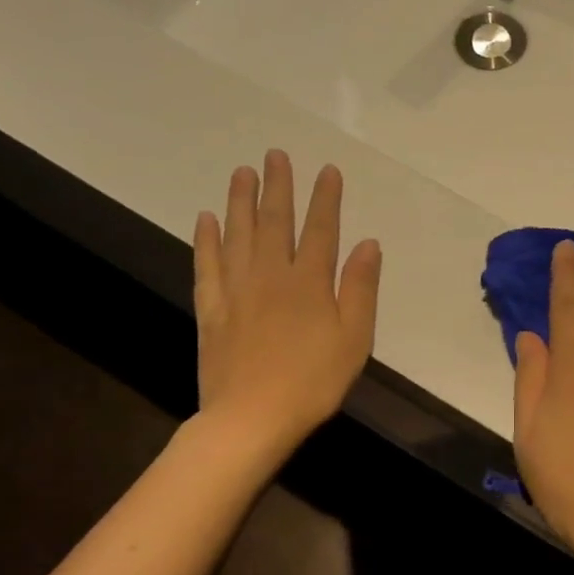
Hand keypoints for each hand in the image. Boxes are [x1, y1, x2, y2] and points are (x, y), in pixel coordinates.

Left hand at [193, 150, 380, 458]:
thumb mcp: (354, 339)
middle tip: (275, 155)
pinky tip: (206, 219)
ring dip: (240, 201)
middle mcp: (271, 276)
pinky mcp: (212, 310)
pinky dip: (206, 240)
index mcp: (309, 283)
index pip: (321, 229)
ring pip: (238, 235)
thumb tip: (367, 244)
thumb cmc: (313, 381)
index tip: (327, 170)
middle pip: (275, 222)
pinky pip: (207, 265)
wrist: (251, 418)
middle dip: (278, 187)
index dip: (325, 198)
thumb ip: (360, 288)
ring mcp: (237, 290)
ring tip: (242, 172)